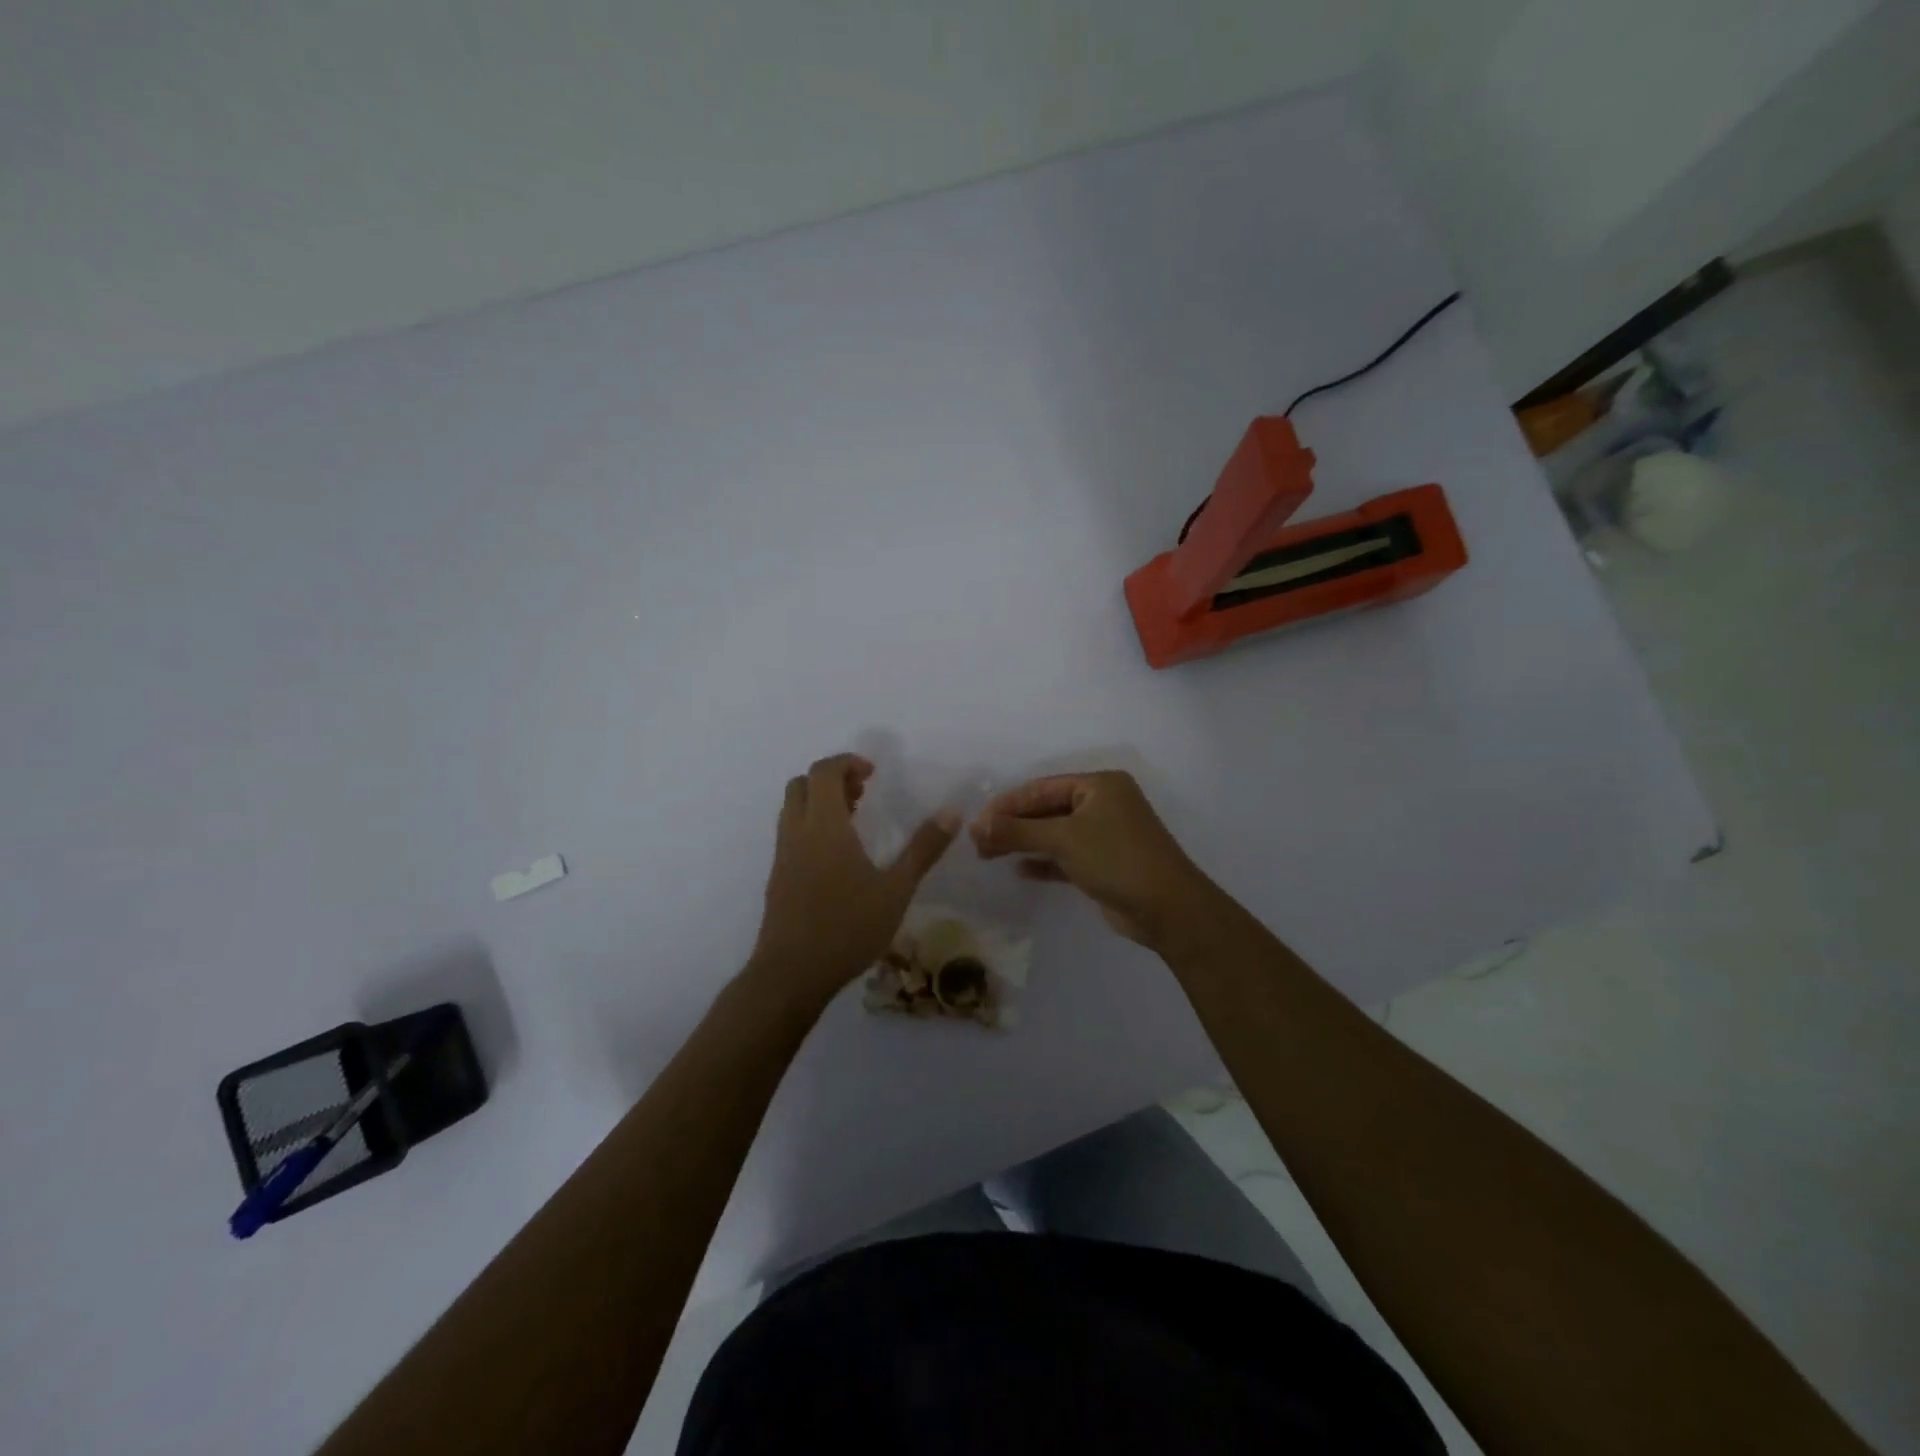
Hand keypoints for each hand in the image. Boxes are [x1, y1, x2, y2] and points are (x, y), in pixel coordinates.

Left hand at [748, 753, 959, 1006]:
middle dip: (832, 779)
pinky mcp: (777, 877)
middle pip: (802, 783)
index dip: (848, 763)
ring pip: (793, 808)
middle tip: (863, 794)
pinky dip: (811, 825)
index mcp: (824, 826)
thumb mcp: (895, 889)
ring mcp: (782, 855)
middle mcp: (797, 832)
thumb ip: (923, 849)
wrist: (791, 974)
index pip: (824, 771)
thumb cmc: (847, 928)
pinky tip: (838, 857)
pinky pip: (791, 833)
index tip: (873, 775)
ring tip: (854, 822)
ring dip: (820, 802)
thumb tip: (953, 812)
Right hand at [970, 771, 1223, 950]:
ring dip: (1024, 843)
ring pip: (1055, 834)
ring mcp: (1105, 834)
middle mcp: (1103, 804)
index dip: (1007, 804)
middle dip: (1013, 825)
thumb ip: (1018, 831)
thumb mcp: (1064, 839)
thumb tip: (976, 826)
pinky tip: (1019, 870)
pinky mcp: (1104, 863)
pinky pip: (1065, 856)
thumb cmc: (1116, 859)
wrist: (1168, 909)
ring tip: (988, 855)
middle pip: (1047, 809)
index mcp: (1099, 785)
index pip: (1042, 787)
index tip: (976, 823)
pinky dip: (1043, 862)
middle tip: (978, 843)